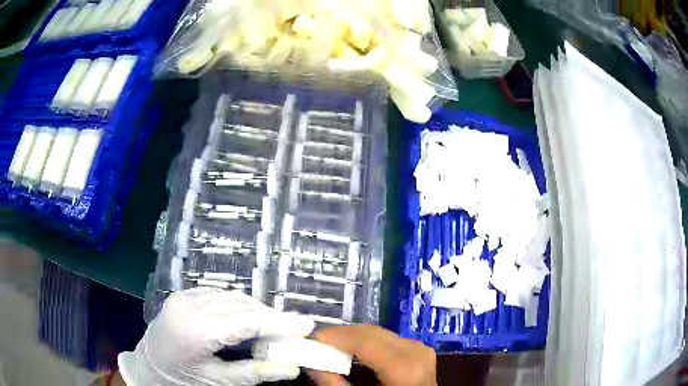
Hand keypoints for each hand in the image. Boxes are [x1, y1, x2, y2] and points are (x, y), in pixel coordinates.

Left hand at [117, 288, 314, 385]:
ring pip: (231, 296)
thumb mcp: (218, 382)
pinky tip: (248, 317)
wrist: (149, 365)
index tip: (305, 325)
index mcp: (195, 331)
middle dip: (271, 316)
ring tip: (275, 325)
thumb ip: (255, 373)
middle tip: (295, 328)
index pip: (246, 321)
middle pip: (241, 305)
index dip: (278, 323)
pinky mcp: (183, 294)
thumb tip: (292, 368)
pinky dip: (239, 304)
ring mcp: (184, 297)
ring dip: (256, 310)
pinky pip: (218, 294)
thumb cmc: (183, 379)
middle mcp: (189, 306)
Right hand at [308, 325, 436, 385]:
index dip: (336, 336)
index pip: (365, 341)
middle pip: (372, 333)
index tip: (312, 338)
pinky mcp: (420, 349)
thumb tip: (311, 364)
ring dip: (354, 337)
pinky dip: (368, 341)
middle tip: (318, 342)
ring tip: (332, 346)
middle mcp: (416, 351)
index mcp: (404, 367)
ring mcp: (420, 348)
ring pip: (379, 332)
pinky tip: (354, 349)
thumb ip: (334, 384)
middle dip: (342, 334)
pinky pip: (389, 338)